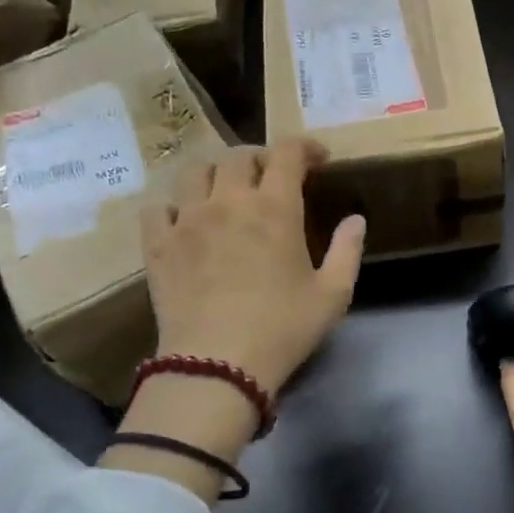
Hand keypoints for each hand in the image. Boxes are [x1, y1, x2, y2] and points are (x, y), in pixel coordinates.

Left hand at [141, 139, 365, 395]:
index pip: (287, 153)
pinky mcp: (158, 245)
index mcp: (274, 208)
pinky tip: (184, 222)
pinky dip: (173, 207)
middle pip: (238, 156)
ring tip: (225, 192)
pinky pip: (158, 208)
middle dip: (260, 159)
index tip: (317, 159)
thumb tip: (356, 220)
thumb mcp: (332, 295)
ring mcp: (187, 220)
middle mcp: (228, 201)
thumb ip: (347, 251)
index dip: (304, 147)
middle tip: (272, 179)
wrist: (217, 365)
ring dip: (215, 174)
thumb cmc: (282, 329)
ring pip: (194, 172)